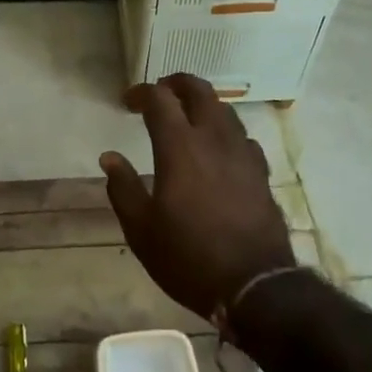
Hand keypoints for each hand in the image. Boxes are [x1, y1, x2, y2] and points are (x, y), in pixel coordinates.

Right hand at [100, 74, 295, 321]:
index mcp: (180, 147)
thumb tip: (109, 157)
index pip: (160, 99)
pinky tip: (219, 150)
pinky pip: (243, 137)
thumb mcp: (142, 230)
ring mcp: (243, 154)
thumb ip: (123, 188)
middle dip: (177, 83)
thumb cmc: (189, 258)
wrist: (255, 287)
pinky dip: (225, 132)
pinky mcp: (261, 173)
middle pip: (200, 91)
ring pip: (225, 110)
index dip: (142, 92)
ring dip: (203, 105)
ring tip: (188, 117)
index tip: (128, 101)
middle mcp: (214, 139)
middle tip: (161, 93)